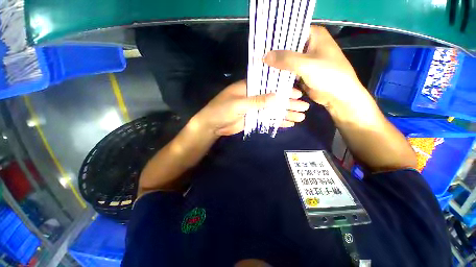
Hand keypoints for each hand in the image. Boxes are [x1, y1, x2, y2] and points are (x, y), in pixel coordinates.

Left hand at [194, 80, 309, 135]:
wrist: (212, 125)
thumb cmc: (221, 110)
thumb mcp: (238, 104)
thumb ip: (257, 101)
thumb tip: (277, 97)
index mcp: (249, 88)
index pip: (270, 86)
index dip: (284, 90)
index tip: (298, 94)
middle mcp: (254, 97)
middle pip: (275, 99)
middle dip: (289, 103)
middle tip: (304, 107)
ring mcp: (255, 109)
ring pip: (273, 110)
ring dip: (286, 113)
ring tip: (301, 117)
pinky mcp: (254, 119)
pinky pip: (268, 119)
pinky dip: (278, 121)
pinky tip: (289, 123)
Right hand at [263, 26, 367, 111]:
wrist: (338, 96)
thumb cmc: (328, 75)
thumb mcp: (307, 65)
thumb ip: (286, 59)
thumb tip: (265, 56)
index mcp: (314, 35)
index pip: (290, 31)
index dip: (276, 39)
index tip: (262, 46)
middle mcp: (309, 45)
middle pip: (287, 47)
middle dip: (274, 54)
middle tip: (259, 59)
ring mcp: (305, 60)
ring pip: (286, 60)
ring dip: (276, 65)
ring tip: (261, 68)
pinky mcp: (302, 72)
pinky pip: (288, 71)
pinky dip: (281, 74)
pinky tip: (269, 76)